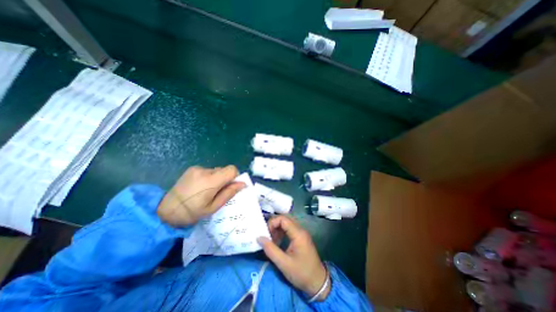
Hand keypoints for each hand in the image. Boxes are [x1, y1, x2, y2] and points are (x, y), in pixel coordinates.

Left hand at [156, 166, 242, 226]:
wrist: (166, 210)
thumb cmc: (192, 212)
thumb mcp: (213, 207)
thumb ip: (229, 193)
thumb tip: (243, 184)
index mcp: (211, 181)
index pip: (232, 169)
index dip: (235, 176)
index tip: (230, 186)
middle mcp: (205, 171)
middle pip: (224, 169)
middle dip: (225, 179)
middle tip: (217, 192)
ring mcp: (197, 168)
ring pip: (217, 170)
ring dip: (217, 178)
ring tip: (207, 190)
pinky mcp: (192, 168)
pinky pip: (208, 170)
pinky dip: (209, 177)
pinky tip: (200, 186)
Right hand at [258, 216, 328, 300]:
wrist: (318, 282)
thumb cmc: (301, 273)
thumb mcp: (284, 264)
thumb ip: (271, 250)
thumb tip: (259, 238)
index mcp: (298, 234)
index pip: (283, 219)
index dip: (273, 223)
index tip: (266, 233)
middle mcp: (301, 230)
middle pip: (285, 219)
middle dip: (274, 225)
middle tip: (267, 236)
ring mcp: (302, 233)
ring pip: (287, 223)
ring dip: (278, 229)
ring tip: (271, 240)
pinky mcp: (301, 237)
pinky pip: (290, 229)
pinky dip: (282, 232)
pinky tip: (278, 242)